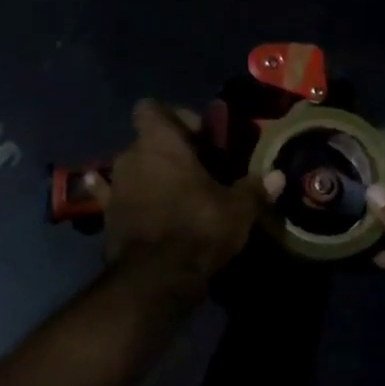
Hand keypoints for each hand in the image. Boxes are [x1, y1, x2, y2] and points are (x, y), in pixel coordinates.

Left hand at [86, 99, 283, 281]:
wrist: (156, 277)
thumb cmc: (199, 227)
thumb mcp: (237, 209)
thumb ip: (255, 188)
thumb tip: (278, 176)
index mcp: (160, 142)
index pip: (152, 108)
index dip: (175, 117)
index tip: (200, 139)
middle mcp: (130, 155)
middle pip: (146, 140)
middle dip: (169, 151)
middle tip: (196, 170)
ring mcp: (114, 185)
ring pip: (132, 168)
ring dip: (149, 175)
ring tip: (174, 194)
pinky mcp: (105, 215)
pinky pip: (109, 196)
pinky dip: (117, 196)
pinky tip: (120, 200)